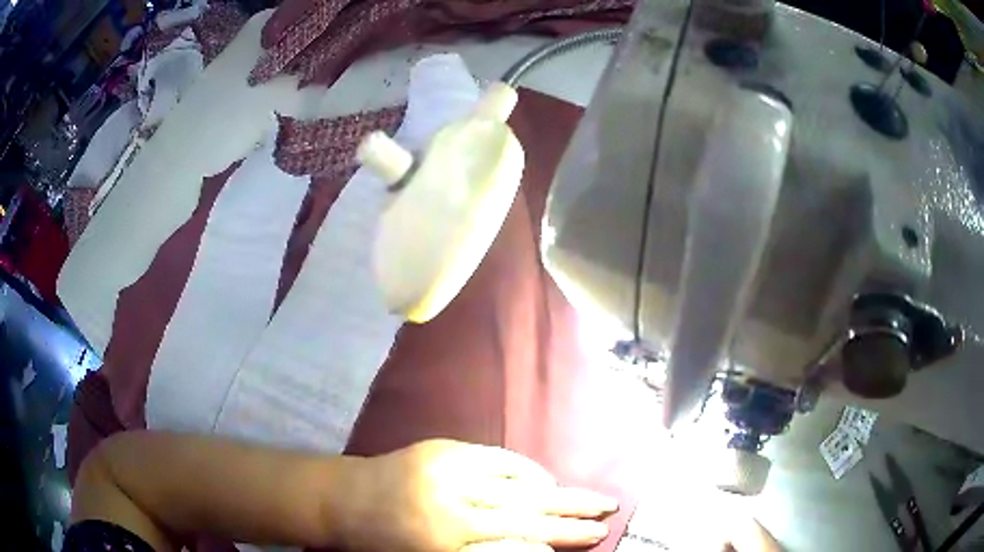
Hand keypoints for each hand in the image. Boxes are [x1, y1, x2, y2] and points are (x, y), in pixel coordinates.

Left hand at [334, 439, 617, 550]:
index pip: (520, 540)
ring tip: (586, 498)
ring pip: (518, 479)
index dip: (561, 539)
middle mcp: (452, 500)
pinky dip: (526, 470)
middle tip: (609, 510)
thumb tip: (534, 549)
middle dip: (572, 512)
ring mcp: (447, 467)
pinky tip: (545, 479)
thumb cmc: (381, 544)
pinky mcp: (443, 448)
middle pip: (527, 508)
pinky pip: (498, 458)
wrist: (341, 499)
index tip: (597, 536)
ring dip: (556, 490)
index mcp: (445, 539)